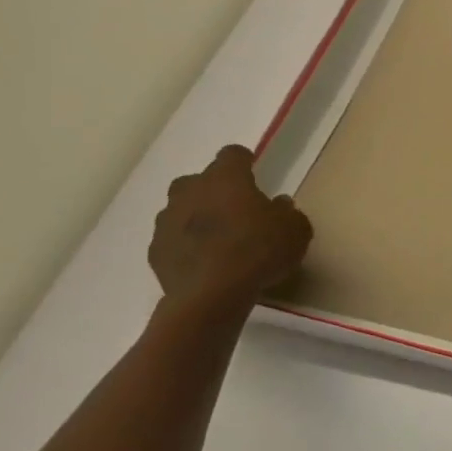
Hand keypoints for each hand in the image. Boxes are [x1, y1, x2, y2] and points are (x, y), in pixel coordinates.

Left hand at [149, 145, 312, 312]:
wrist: (211, 295)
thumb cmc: (259, 251)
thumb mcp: (295, 230)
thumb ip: (288, 213)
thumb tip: (279, 205)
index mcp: (226, 178)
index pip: (232, 154)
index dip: (243, 161)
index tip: (252, 169)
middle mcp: (191, 191)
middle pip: (199, 180)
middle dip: (215, 190)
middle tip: (236, 209)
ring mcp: (167, 221)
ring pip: (182, 210)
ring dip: (197, 218)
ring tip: (219, 240)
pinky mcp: (156, 250)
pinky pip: (173, 240)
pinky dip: (186, 245)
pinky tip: (205, 262)